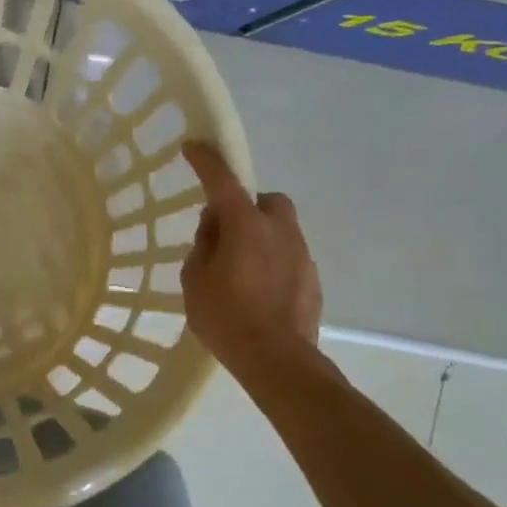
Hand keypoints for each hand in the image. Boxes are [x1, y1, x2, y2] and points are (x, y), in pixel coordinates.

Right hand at [180, 140, 322, 374]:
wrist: (277, 360)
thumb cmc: (226, 317)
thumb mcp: (194, 280)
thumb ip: (204, 246)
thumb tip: (216, 230)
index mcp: (245, 224)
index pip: (222, 180)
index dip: (207, 161)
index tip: (194, 146)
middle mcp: (278, 229)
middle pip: (263, 201)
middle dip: (245, 208)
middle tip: (224, 235)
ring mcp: (300, 252)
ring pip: (279, 228)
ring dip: (259, 236)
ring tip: (240, 270)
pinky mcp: (312, 277)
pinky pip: (288, 255)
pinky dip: (272, 261)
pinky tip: (259, 290)